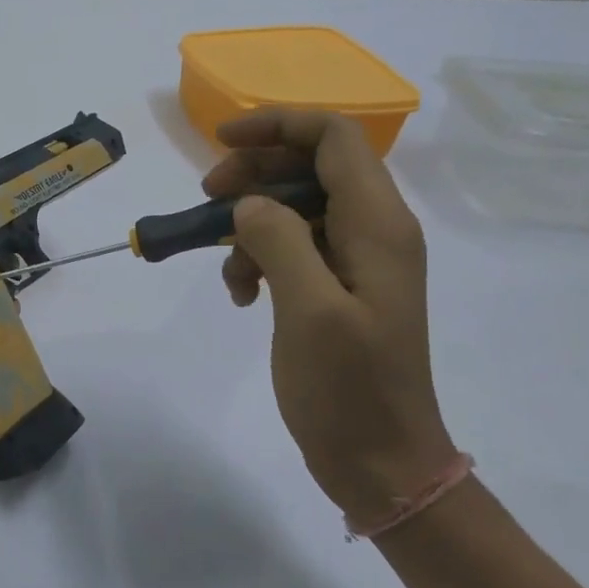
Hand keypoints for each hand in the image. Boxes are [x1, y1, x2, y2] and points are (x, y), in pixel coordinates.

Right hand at [203, 110, 457, 527]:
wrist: (381, 461)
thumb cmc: (350, 389)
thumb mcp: (309, 310)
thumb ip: (279, 241)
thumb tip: (249, 204)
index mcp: (378, 225)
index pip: (334, 138)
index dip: (278, 126)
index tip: (220, 142)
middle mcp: (373, 231)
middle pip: (310, 167)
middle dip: (253, 175)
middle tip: (207, 201)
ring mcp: (356, 261)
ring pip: (294, 208)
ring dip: (250, 226)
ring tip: (228, 271)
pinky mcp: (337, 289)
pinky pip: (293, 248)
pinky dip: (259, 260)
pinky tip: (242, 296)